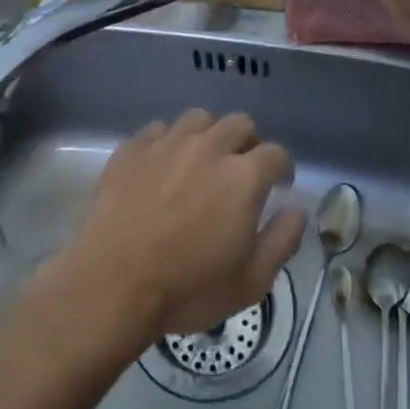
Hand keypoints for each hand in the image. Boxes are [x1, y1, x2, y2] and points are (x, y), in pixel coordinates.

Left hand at [57, 111, 306, 339]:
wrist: (111, 285)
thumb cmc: (187, 289)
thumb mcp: (250, 283)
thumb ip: (282, 241)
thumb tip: (298, 211)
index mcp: (243, 177)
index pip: (276, 153)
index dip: (282, 168)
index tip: (279, 185)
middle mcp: (208, 148)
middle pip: (240, 124)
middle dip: (248, 143)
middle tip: (241, 170)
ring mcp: (167, 143)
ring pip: (198, 119)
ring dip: (208, 135)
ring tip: (201, 161)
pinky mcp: (132, 148)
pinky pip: (158, 130)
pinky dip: (168, 142)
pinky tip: (162, 166)